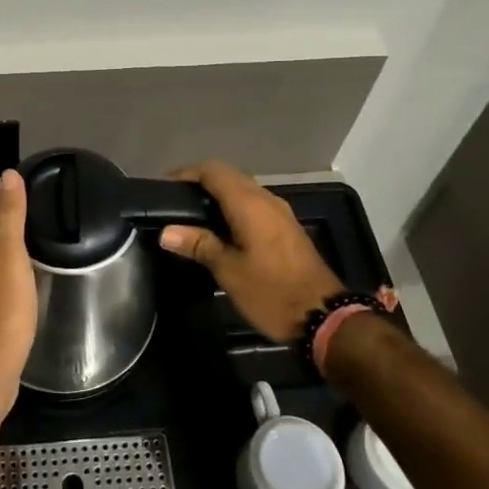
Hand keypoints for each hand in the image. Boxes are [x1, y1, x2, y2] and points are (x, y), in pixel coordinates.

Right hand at [158, 160, 345, 343]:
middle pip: (228, 176)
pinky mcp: (286, 228)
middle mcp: (266, 199)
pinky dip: (233, 208)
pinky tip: (220, 231)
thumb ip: (199, 245)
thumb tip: (167, 232)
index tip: (164, 188)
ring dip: (218, 196)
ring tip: (192, 216)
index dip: (186, 174)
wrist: (324, 317)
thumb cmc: (272, 292)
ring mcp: (280, 213)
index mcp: (249, 203)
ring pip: (243, 190)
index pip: (213, 171)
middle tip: (174, 203)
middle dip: (200, 183)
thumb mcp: (229, 271)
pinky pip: (254, 205)